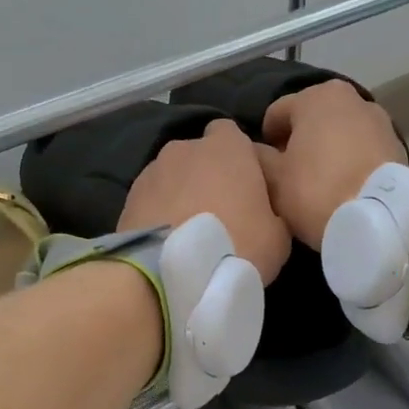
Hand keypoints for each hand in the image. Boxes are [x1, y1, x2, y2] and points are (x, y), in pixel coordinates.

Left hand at [119, 119, 291, 283]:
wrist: (169, 274)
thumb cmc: (235, 246)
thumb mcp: (279, 236)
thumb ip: (273, 209)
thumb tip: (265, 210)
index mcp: (226, 147)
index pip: (231, 133)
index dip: (239, 157)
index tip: (246, 186)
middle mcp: (185, 148)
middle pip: (199, 154)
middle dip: (207, 175)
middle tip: (219, 212)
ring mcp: (152, 170)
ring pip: (173, 176)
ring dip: (180, 193)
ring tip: (187, 229)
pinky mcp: (128, 197)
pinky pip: (152, 198)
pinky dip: (159, 211)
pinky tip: (167, 239)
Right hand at [256, 81, 406, 247]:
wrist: (379, 220)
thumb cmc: (316, 191)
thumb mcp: (273, 178)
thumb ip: (257, 156)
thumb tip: (255, 149)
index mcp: (316, 97)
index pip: (277, 112)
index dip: (265, 139)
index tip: (263, 165)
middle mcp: (351, 98)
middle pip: (312, 119)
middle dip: (298, 142)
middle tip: (289, 175)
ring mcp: (380, 121)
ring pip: (339, 133)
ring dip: (326, 151)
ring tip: (318, 183)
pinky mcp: (398, 146)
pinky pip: (362, 150)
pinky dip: (350, 162)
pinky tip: (343, 187)